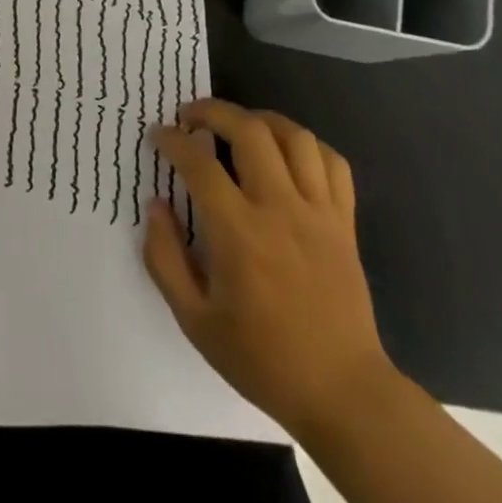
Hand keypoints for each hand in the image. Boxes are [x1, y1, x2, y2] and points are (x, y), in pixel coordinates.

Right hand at [143, 98, 393, 436]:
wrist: (341, 391)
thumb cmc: (261, 358)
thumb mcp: (194, 320)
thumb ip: (165, 258)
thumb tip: (157, 206)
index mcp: (238, 233)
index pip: (199, 164)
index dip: (173, 140)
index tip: (159, 136)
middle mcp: (280, 209)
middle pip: (249, 131)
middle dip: (214, 111)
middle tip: (192, 116)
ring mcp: (319, 212)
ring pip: (294, 137)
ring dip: (260, 119)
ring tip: (239, 125)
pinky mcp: (344, 222)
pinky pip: (332, 163)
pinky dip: (306, 145)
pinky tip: (286, 152)